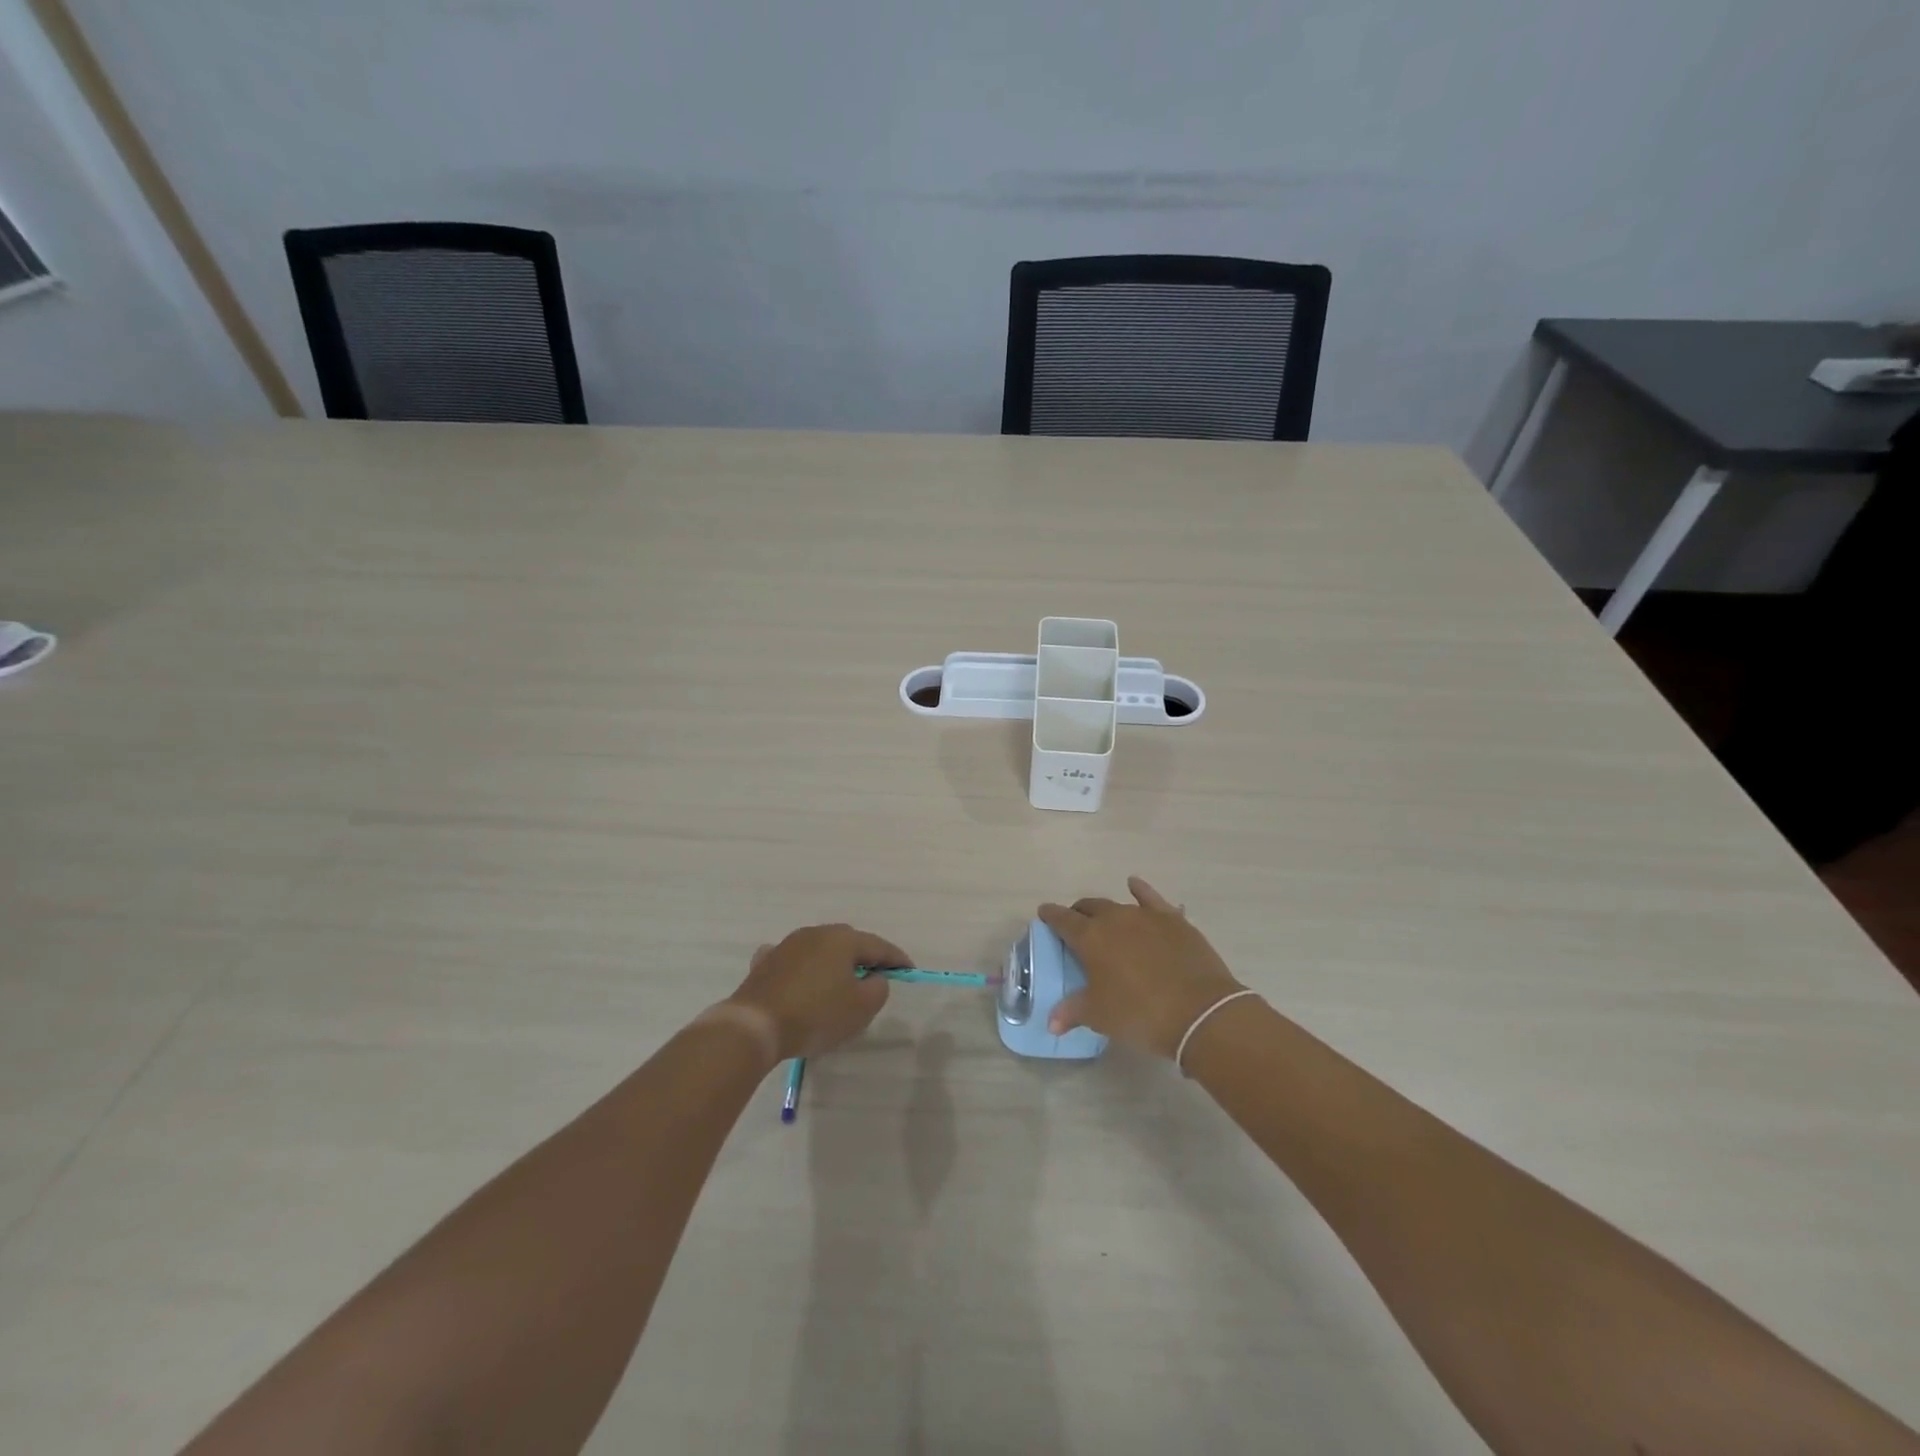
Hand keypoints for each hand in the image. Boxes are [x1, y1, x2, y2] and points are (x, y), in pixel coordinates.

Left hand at [727, 924, 908, 1060]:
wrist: (755, 1025)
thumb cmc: (816, 1015)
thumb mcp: (861, 1008)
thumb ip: (878, 989)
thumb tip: (874, 978)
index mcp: (843, 940)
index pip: (879, 946)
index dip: (896, 959)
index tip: (909, 970)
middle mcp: (816, 933)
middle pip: (849, 943)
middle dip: (864, 958)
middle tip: (875, 977)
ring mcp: (787, 945)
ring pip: (820, 950)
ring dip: (832, 964)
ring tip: (839, 983)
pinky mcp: (765, 963)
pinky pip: (793, 961)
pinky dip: (803, 969)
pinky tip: (800, 979)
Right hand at [1038, 877, 1244, 1057]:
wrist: (1199, 1012)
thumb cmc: (1140, 1014)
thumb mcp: (1100, 1016)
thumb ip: (1072, 1012)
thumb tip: (1051, 1021)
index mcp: (1090, 937)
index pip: (1062, 920)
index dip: (1051, 916)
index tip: (1044, 914)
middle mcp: (1114, 918)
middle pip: (1089, 907)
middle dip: (1079, 913)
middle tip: (1076, 926)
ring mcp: (1146, 916)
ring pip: (1118, 904)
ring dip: (1107, 910)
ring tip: (1104, 919)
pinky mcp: (1173, 920)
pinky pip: (1151, 898)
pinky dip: (1141, 890)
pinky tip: (1135, 885)